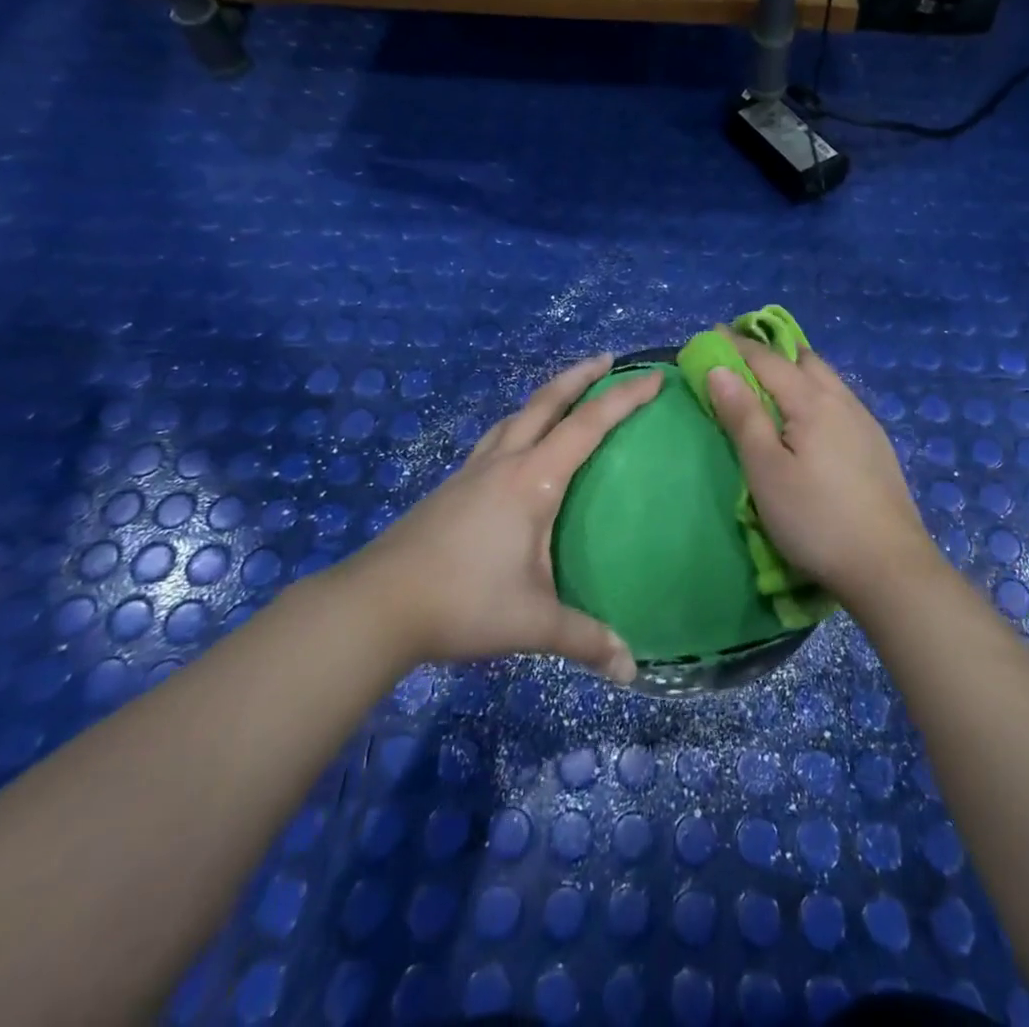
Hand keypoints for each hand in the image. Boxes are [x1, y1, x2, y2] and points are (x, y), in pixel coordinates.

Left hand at [352, 354, 661, 681]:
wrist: (376, 604)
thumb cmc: (462, 601)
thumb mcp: (532, 622)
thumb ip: (584, 639)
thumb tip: (631, 669)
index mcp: (531, 480)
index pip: (587, 426)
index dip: (623, 398)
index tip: (652, 377)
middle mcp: (503, 463)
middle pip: (545, 402)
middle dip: (580, 376)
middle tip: (608, 359)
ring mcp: (472, 472)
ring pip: (515, 417)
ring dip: (545, 397)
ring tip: (565, 395)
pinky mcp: (451, 488)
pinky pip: (496, 439)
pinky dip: (519, 425)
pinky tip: (517, 448)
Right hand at [702, 334, 937, 614]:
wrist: (889, 567)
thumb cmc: (815, 519)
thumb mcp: (766, 470)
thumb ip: (743, 416)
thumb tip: (719, 369)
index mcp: (812, 401)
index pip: (767, 360)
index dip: (736, 346)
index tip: (711, 333)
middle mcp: (842, 400)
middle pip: (804, 359)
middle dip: (770, 350)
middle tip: (740, 355)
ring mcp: (865, 422)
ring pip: (826, 378)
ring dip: (796, 369)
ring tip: (772, 380)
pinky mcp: (876, 445)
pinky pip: (840, 400)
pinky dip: (815, 391)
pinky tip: (811, 415)